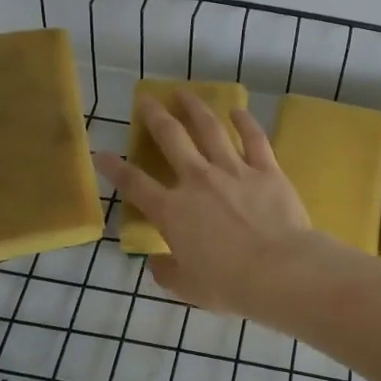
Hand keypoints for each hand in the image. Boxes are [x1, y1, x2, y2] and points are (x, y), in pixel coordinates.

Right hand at [94, 92, 311, 315]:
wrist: (280, 271)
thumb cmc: (229, 284)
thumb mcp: (188, 287)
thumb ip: (167, 272)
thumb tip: (155, 263)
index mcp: (173, 211)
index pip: (135, 185)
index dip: (114, 168)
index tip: (101, 152)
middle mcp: (198, 181)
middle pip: (171, 139)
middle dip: (154, 116)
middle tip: (146, 98)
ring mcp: (233, 170)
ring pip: (210, 129)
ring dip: (195, 108)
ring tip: (184, 93)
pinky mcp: (266, 169)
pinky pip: (254, 139)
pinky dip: (245, 122)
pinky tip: (238, 110)